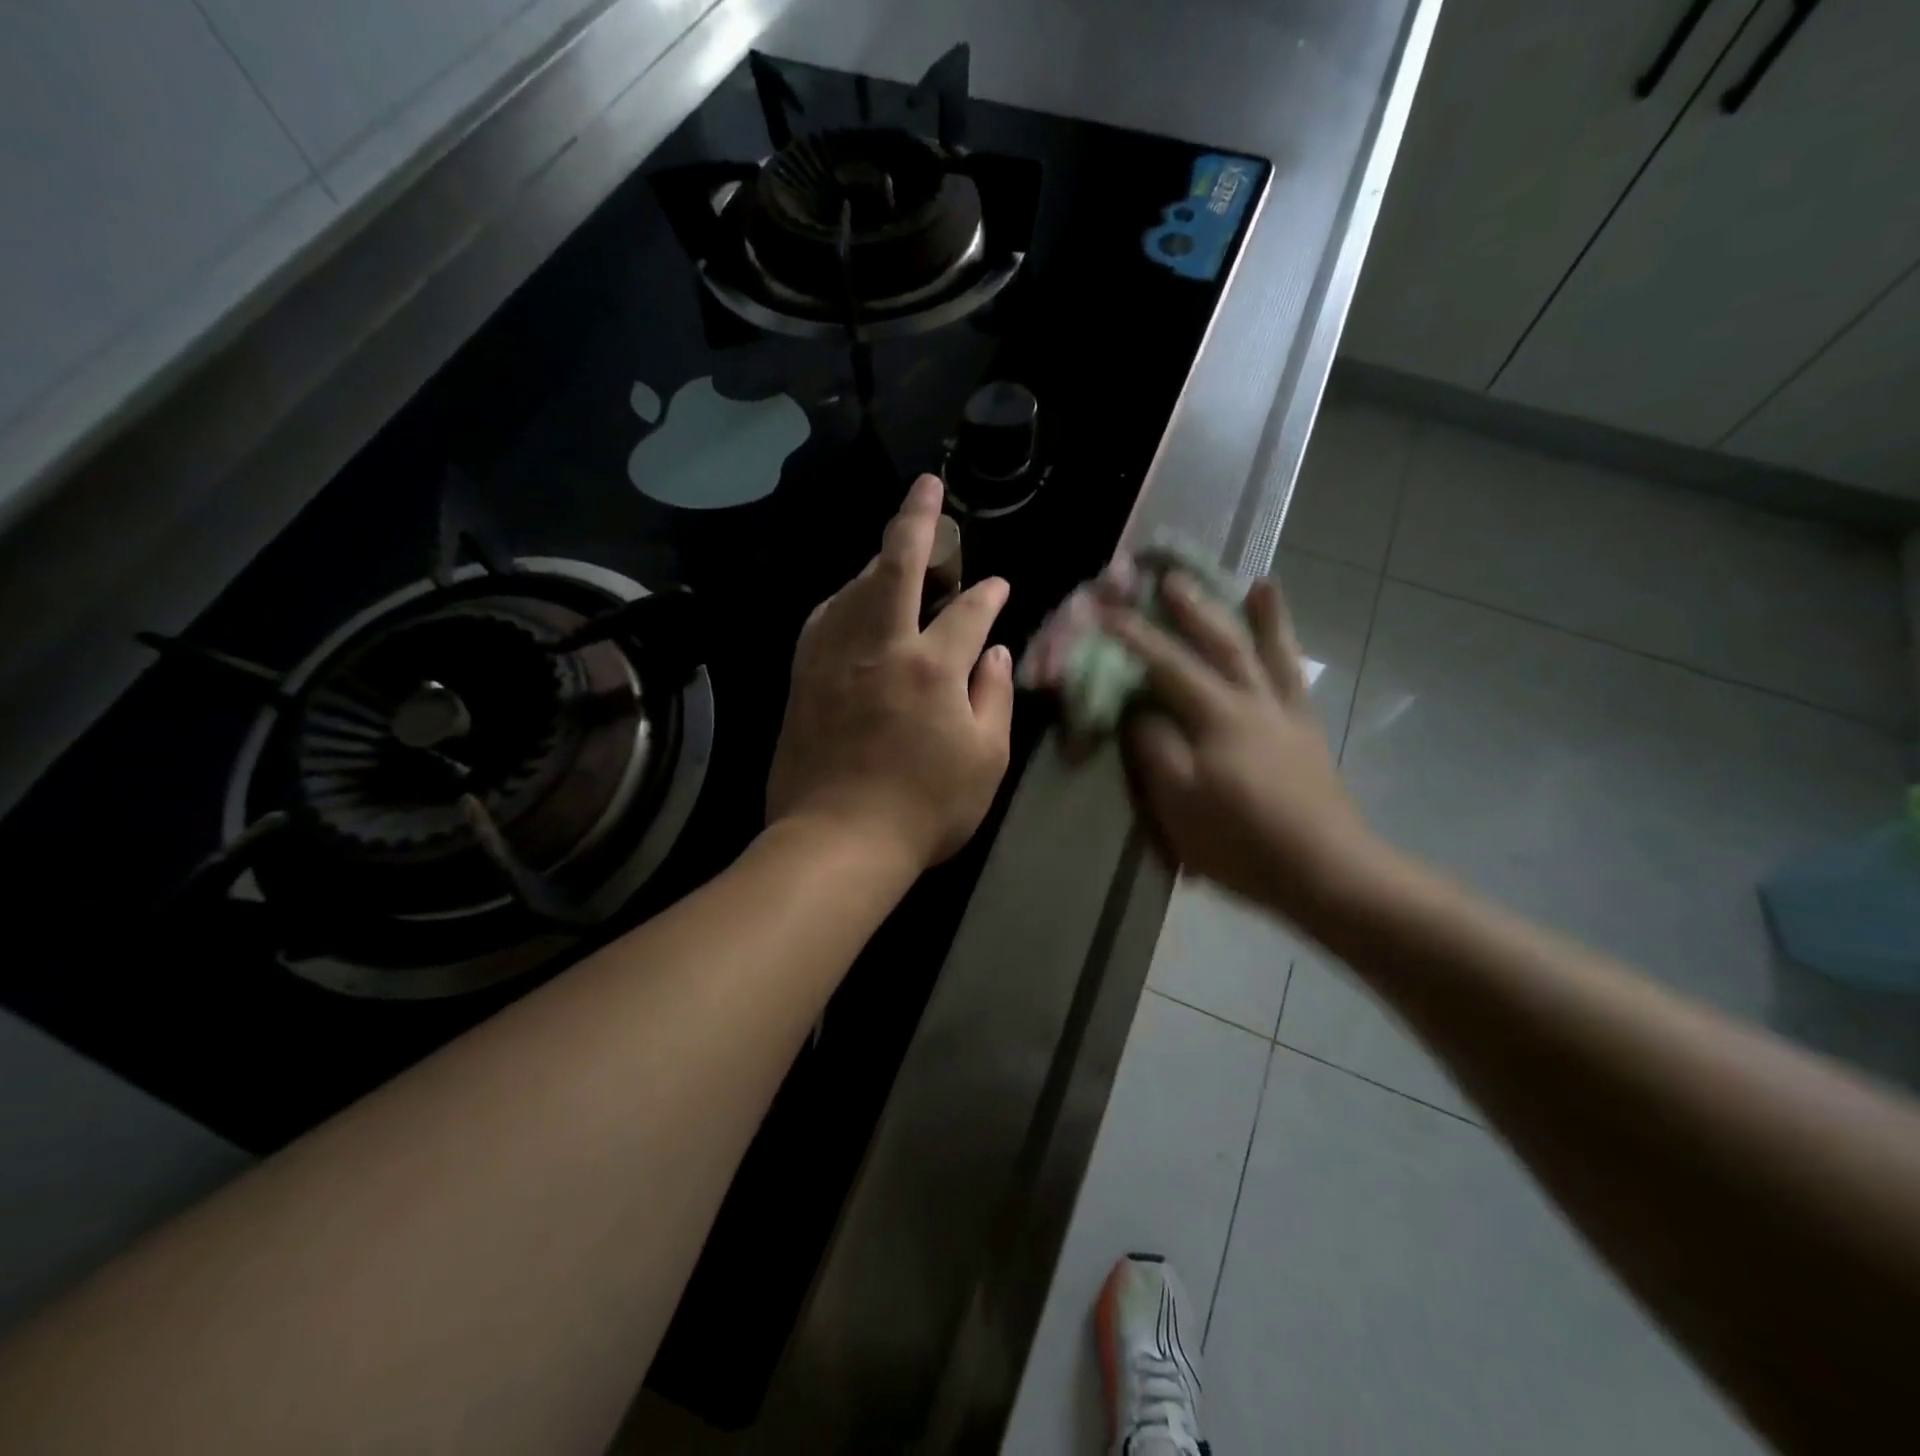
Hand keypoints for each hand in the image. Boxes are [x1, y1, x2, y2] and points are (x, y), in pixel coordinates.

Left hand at [767, 475, 1014, 872]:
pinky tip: (850, 598)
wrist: (837, 840)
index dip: (988, 595)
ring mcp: (834, 658)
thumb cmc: (924, 808)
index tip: (998, 587)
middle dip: (917, 520)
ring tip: (895, 547)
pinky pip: (822, 618)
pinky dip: (841, 598)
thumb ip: (993, 696)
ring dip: (878, 559)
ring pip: (854, 586)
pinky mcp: (803, 677)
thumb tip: (992, 651)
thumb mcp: (986, 760)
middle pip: (896, 566)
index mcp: (932, 668)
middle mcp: (880, 647)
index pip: (967, 611)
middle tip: (927, 488)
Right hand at [1104, 575, 1382, 920]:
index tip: (1105, 611)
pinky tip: (1286, 647)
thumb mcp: (1178, 801)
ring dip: (1262, 616)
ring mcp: (1286, 716)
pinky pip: (1297, 682)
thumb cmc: (1241, 841)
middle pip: (1220, 644)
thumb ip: (1153, 749)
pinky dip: (1291, 655)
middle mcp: (1254, 702)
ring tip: (1258, 582)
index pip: (1167, 666)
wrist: (1326, 872)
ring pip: (1270, 654)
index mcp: (1217, 717)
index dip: (1133, 638)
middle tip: (1171, 577)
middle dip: (1192, 610)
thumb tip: (1137, 712)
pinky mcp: (1307, 735)